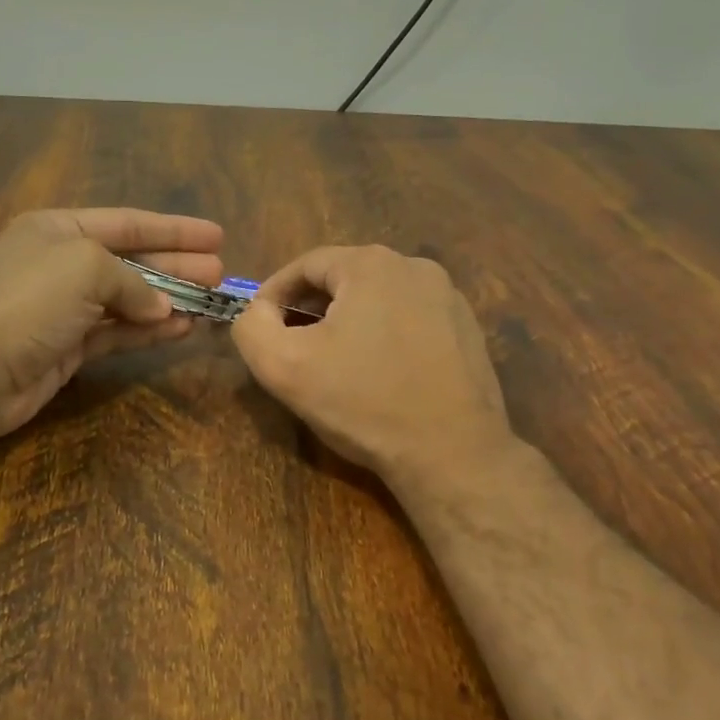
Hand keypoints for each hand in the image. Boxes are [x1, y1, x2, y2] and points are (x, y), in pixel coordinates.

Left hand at [0, 208, 224, 440]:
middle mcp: (62, 263)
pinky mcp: (68, 346)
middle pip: (131, 259)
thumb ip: (132, 280)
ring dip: (168, 300)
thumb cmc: (31, 301)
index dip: (174, 229)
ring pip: (128, 299)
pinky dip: (148, 330)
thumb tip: (159, 307)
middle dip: (176, 266)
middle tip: (219, 274)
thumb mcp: (86, 267)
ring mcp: (65, 307)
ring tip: (210, 303)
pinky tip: (181, 329)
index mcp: (58, 228)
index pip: (127, 222)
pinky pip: (117, 331)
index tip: (215, 236)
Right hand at [232, 245, 514, 491]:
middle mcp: (415, 267)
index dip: (274, 294)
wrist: (452, 454)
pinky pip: (409, 320)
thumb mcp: (283, 366)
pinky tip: (377, 375)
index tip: (261, 327)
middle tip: (292, 347)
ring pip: (377, 299)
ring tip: (332, 363)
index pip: (305, 265)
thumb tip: (258, 312)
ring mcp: (448, 297)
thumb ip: (252, 327)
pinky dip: (383, 337)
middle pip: (343, 279)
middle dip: (311, 309)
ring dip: (347, 323)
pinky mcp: (466, 329)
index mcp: (372, 264)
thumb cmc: (363, 403)